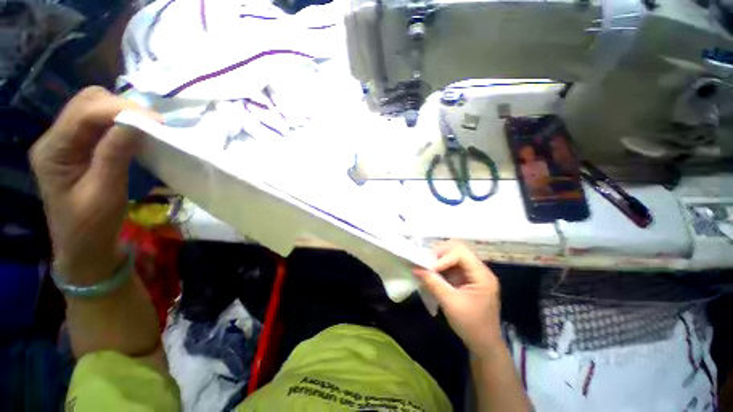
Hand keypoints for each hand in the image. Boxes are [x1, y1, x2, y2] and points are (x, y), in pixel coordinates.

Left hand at [30, 87, 160, 284]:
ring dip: (123, 113)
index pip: (83, 113)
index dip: (120, 110)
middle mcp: (55, 139)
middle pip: (87, 102)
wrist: (85, 248)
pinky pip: (101, 124)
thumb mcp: (105, 193)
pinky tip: (136, 135)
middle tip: (154, 124)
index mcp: (52, 151)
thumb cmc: (92, 227)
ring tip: (148, 129)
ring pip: (95, 108)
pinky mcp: (80, 148)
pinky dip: (122, 124)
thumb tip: (138, 123)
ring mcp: (67, 142)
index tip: (158, 122)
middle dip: (122, 107)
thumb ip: (115, 155)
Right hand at [412, 241, 501, 357]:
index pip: (460, 253)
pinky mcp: (466, 278)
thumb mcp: (450, 303)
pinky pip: (451, 265)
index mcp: (482, 275)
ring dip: (438, 259)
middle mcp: (479, 270)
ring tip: (426, 266)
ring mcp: (473, 273)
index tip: (429, 269)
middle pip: (458, 249)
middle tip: (426, 262)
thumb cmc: (471, 325)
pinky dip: (440, 266)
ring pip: (453, 255)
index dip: (443, 258)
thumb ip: (432, 283)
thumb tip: (415, 268)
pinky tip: (431, 272)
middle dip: (439, 254)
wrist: (483, 344)